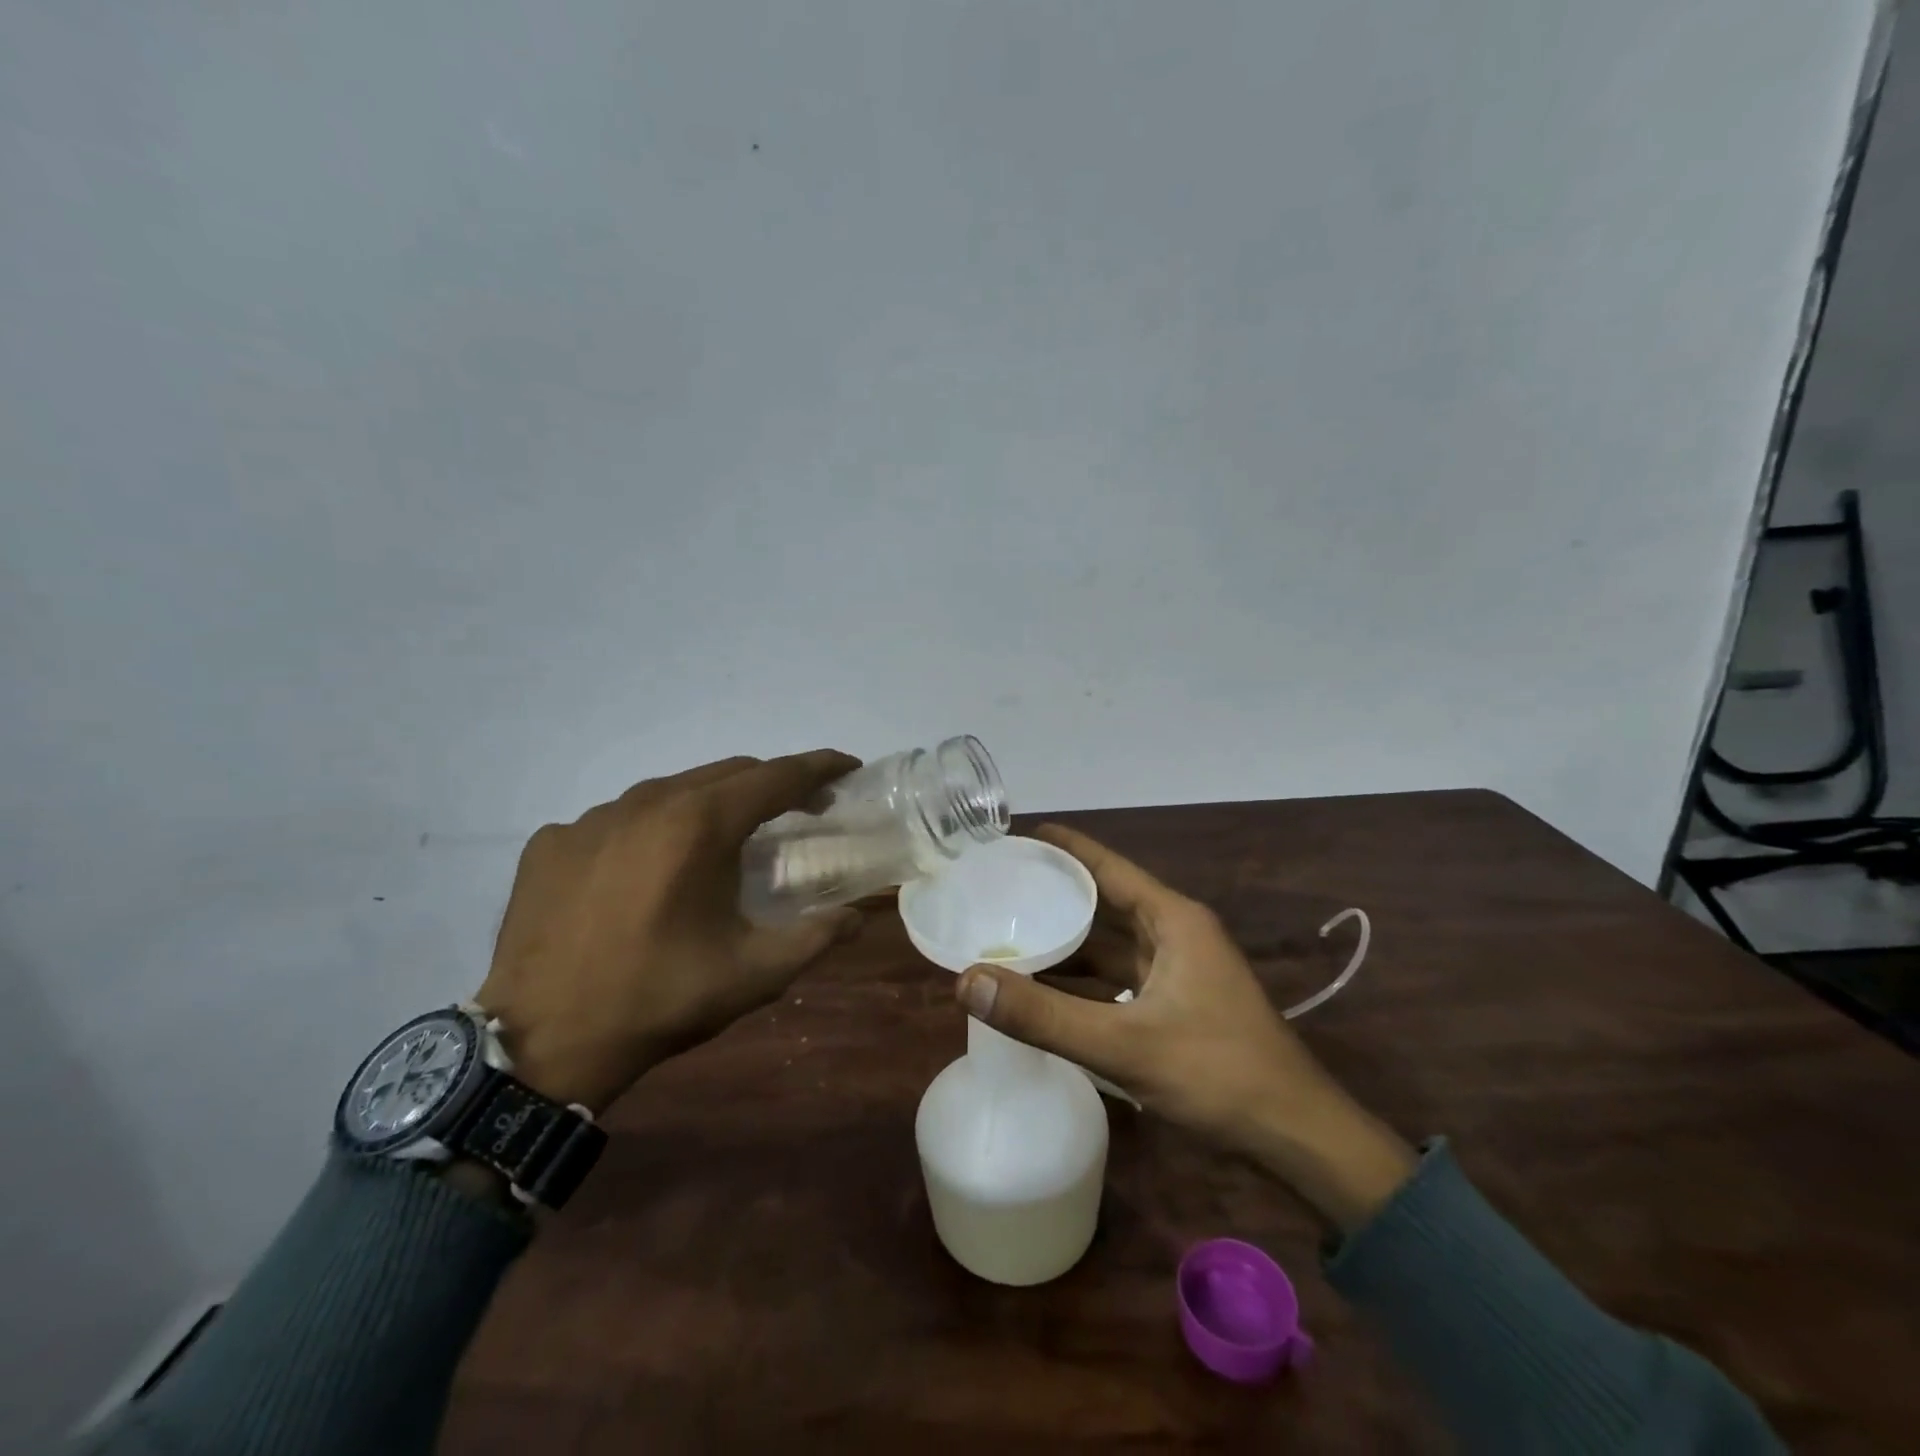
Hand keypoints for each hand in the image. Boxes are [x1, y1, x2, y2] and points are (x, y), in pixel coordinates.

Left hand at [475, 752, 863, 1113]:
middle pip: (728, 773)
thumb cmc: (660, 998)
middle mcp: (647, 802)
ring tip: (724, 843)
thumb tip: (857, 917)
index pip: (777, 775)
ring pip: (672, 790)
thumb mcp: (755, 974)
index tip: (847, 768)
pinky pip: (618, 819)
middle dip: (772, 784)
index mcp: (701, 824)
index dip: (820, 767)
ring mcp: (592, 817)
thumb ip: (817, 937)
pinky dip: (651, 831)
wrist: (540, 1042)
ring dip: (712, 805)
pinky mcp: (553, 841)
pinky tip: (648, 872)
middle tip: (800, 810)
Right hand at [955, 825, 1416, 1230]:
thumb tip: (967, 981)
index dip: (1063, 847)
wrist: (1297, 1138)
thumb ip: (1043, 1015)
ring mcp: (1178, 971)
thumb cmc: (1217, 1073)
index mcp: (1172, 920)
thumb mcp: (1123, 1044)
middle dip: (1054, 895)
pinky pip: (1118, 979)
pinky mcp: (1176, 1005)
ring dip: (1066, 942)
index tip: (1016, 836)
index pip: (1107, 866)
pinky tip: (1045, 990)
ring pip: (1109, 945)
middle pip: (1104, 903)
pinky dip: (1082, 981)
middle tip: (997, 888)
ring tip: (1008, 934)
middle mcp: (1175, 934)